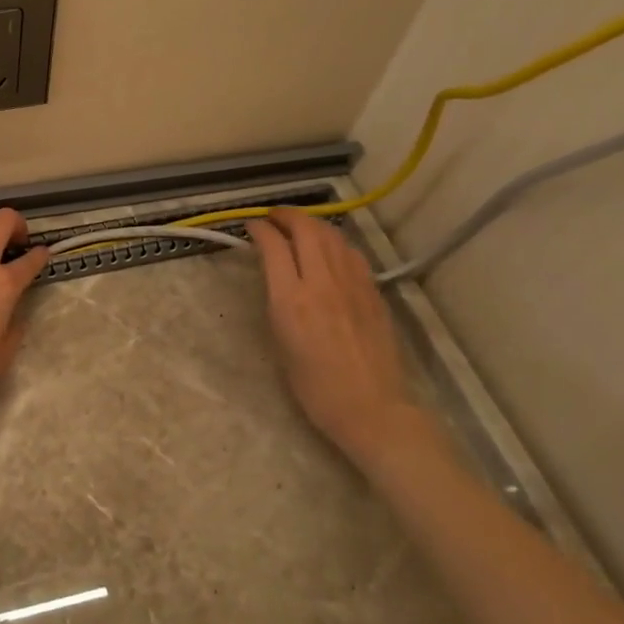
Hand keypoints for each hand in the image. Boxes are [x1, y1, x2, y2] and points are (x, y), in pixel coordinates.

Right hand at [245, 208, 420, 464]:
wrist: (371, 408)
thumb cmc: (314, 387)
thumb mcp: (280, 342)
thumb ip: (277, 301)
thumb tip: (276, 275)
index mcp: (291, 300)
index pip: (274, 247)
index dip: (260, 230)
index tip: (251, 226)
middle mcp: (322, 283)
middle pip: (306, 229)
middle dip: (286, 216)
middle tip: (273, 217)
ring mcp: (352, 284)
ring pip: (332, 235)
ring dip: (312, 223)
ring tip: (299, 226)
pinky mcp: (373, 291)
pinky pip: (351, 253)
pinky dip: (334, 241)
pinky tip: (329, 248)